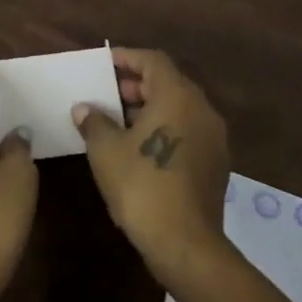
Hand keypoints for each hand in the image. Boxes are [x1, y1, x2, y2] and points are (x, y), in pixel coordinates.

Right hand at [72, 47, 230, 279]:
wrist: (185, 243)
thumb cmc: (141, 185)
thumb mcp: (106, 150)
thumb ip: (94, 122)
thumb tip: (85, 109)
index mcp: (178, 96)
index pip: (153, 61)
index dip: (127, 58)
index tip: (105, 64)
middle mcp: (202, 110)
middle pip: (169, 83)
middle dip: (138, 85)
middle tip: (109, 95)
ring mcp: (214, 139)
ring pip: (180, 109)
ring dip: (151, 109)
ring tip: (120, 123)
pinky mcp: (216, 164)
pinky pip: (188, 131)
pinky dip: (165, 129)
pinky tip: (141, 149)